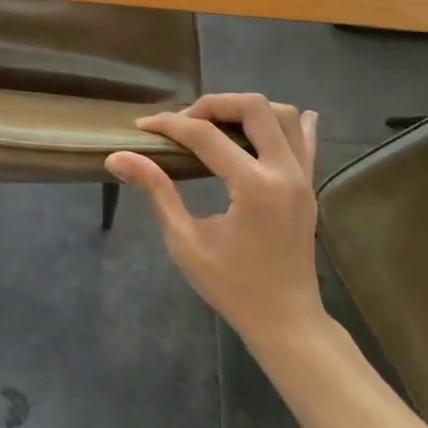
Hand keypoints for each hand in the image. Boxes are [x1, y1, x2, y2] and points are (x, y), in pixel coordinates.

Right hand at [106, 94, 323, 347]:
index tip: (143, 126)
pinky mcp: (309, 185)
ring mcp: (303, 177)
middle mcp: (284, 172)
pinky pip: (305, 140)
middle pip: (254, 107)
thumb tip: (118, 157)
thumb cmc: (232, 287)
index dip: (170, 125)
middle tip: (184, 124)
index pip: (206, 135)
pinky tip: (271, 122)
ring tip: (216, 126)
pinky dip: (287, 124)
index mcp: (254, 187)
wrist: (286, 322)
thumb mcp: (185, 242)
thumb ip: (156, 191)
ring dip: (246, 110)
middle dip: (213, 104)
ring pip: (283, 115)